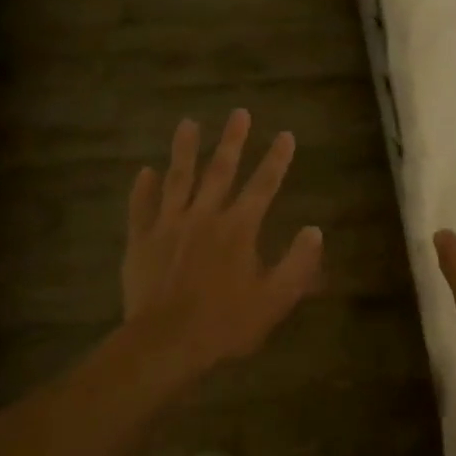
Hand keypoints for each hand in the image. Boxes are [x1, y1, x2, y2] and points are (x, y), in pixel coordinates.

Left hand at [121, 110, 324, 377]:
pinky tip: (144, 172)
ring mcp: (169, 225)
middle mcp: (204, 216)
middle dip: (232, 141)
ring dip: (184, 150)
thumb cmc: (226, 323)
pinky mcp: (141, 241)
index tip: (286, 135)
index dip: (277, 159)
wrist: (166, 343)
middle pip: (220, 171)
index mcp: (238, 228)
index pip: (263, 186)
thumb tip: (314, 231)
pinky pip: (141, 208)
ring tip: (187, 124)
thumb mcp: (275, 299)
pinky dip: (142, 189)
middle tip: (239, 113)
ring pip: (178, 179)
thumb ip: (298, 264)